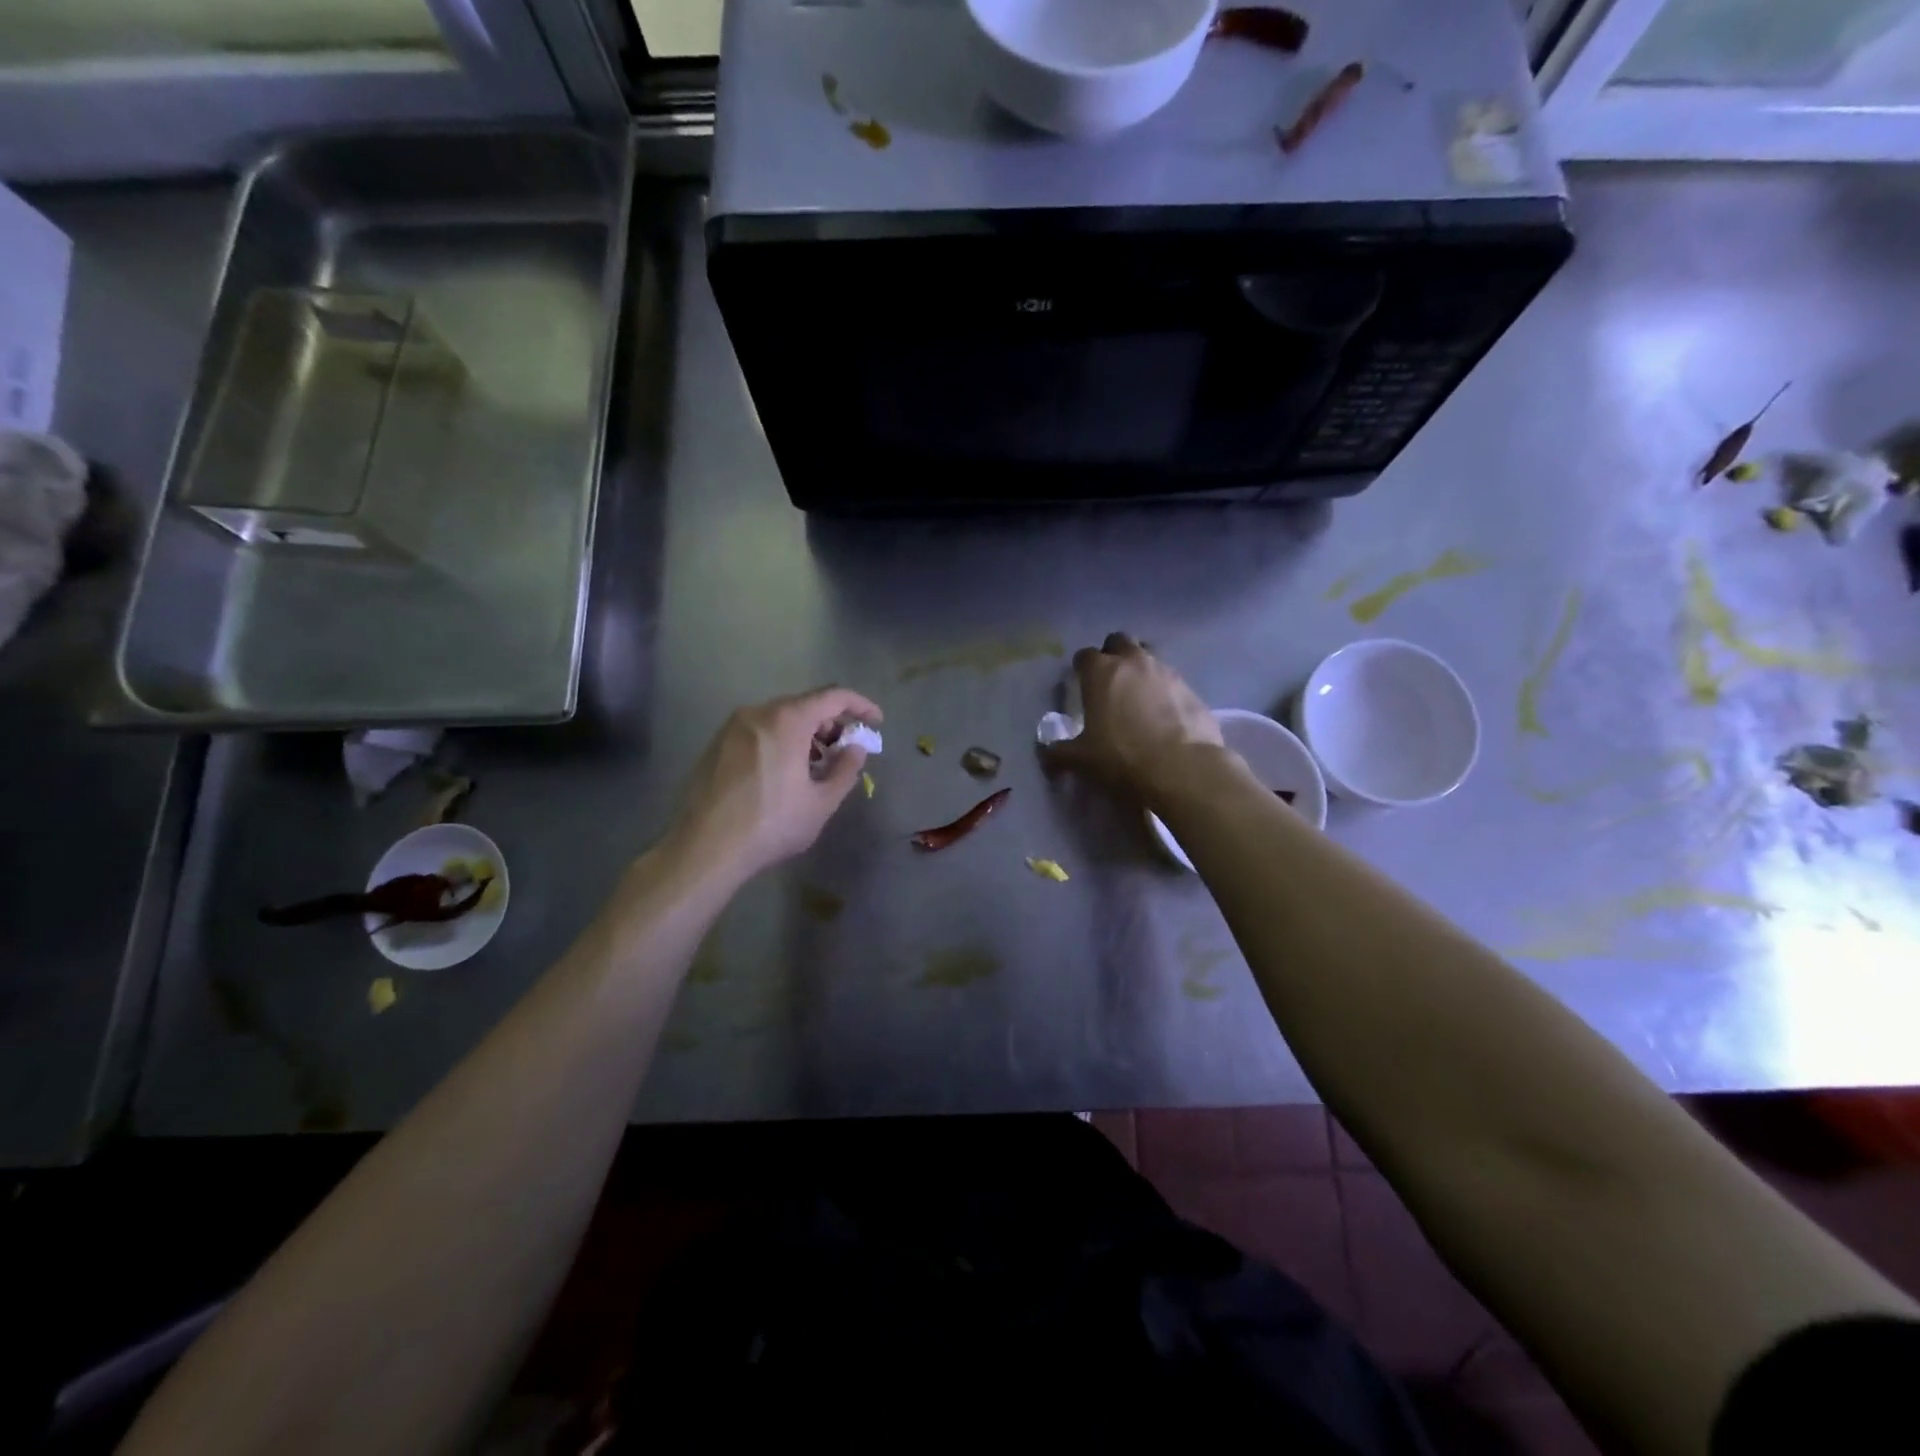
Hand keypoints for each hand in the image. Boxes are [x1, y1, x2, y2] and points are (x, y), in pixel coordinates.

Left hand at [668, 687, 882, 882]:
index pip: (833, 696)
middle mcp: (758, 713)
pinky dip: (781, 740)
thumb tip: (856, 749)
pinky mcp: (716, 744)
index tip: (876, 722)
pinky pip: (759, 731)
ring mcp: (732, 727)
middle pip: (805, 705)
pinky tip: (785, 771)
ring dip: (805, 733)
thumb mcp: (820, 803)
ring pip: (780, 718)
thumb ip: (845, 769)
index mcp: (787, 720)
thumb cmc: (771, 824)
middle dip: (831, 723)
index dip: (860, 706)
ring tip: (817, 764)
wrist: (705, 848)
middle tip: (846, 749)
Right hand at [1045, 633, 1223, 803]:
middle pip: (1120, 641)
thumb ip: (1059, 753)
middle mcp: (1134, 662)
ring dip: (1141, 669)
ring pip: (1150, 657)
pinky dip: (1165, 692)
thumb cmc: (1122, 758)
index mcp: (1101, 672)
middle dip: (1113, 654)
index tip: (1081, 683)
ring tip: (1138, 697)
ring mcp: (1167, 673)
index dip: (1081, 667)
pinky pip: (1173, 682)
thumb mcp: (1081, 760)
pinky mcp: (1192, 690)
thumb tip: (1046, 754)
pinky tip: (1164, 716)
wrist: (1183, 770)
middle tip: (1110, 681)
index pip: (1085, 655)